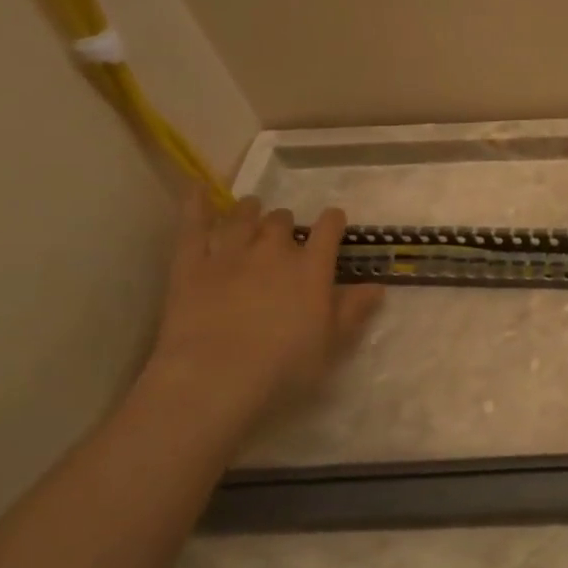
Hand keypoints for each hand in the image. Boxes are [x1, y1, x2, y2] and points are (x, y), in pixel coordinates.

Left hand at [145, 188, 383, 422]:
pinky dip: (195, 206)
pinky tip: (197, 189)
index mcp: (312, 268)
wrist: (214, 378)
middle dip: (285, 223)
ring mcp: (230, 254)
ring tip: (251, 208)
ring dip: (249, 210)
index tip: (334, 221)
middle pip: (281, 221)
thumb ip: (354, 310)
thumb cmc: (284, 367)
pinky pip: (192, 227)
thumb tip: (377, 286)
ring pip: (242, 217)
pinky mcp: (190, 265)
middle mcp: (273, 251)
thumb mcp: (332, 344)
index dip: (333, 221)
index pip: (328, 230)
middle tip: (284, 232)